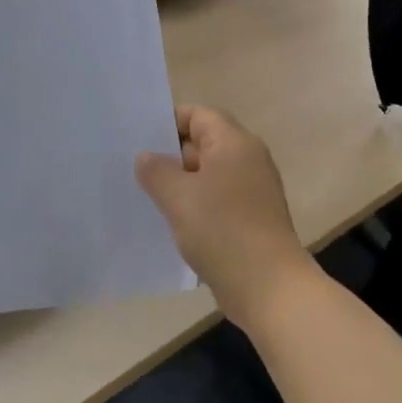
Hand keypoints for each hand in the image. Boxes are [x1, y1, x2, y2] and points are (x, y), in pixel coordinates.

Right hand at [135, 106, 314, 327]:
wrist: (268, 288)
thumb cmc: (222, 230)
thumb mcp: (178, 196)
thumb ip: (156, 170)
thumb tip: (146, 156)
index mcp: (235, 143)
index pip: (198, 115)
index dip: (168, 122)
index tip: (138, 138)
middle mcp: (248, 160)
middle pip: (203, 143)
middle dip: (170, 154)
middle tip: (133, 167)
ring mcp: (252, 191)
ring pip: (208, 174)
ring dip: (180, 183)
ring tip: (145, 194)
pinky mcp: (251, 218)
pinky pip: (216, 200)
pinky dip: (195, 204)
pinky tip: (170, 221)